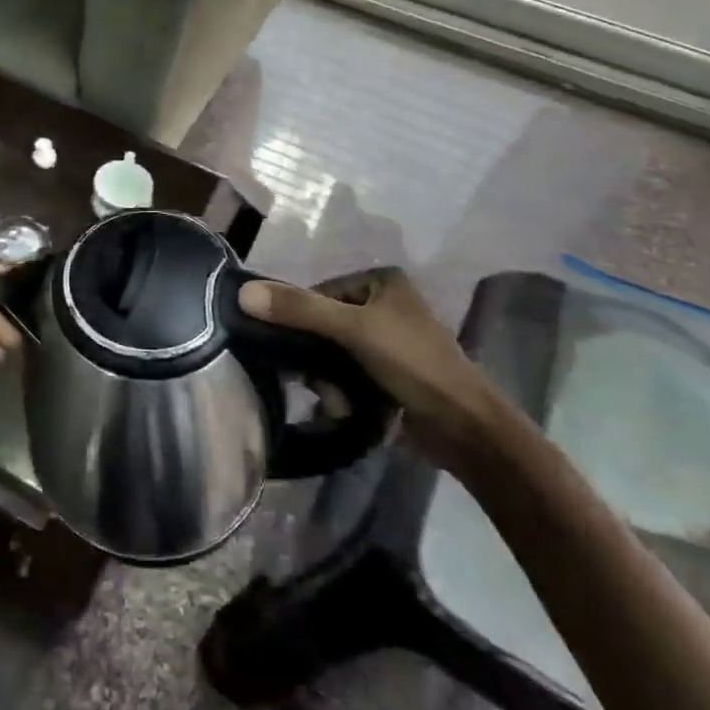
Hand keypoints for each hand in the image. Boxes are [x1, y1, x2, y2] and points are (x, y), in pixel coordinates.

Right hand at [238, 269, 505, 470]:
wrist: (465, 429)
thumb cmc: (413, 363)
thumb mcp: (353, 329)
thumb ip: (300, 310)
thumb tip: (243, 292)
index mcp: (380, 281)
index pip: (318, 292)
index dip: (301, 320)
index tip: (294, 350)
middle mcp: (383, 304)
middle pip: (323, 324)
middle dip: (316, 357)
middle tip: (315, 381)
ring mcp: (387, 340)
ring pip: (332, 352)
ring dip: (327, 378)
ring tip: (335, 399)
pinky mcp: (388, 373)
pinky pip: (348, 373)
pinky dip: (341, 390)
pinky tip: (344, 408)